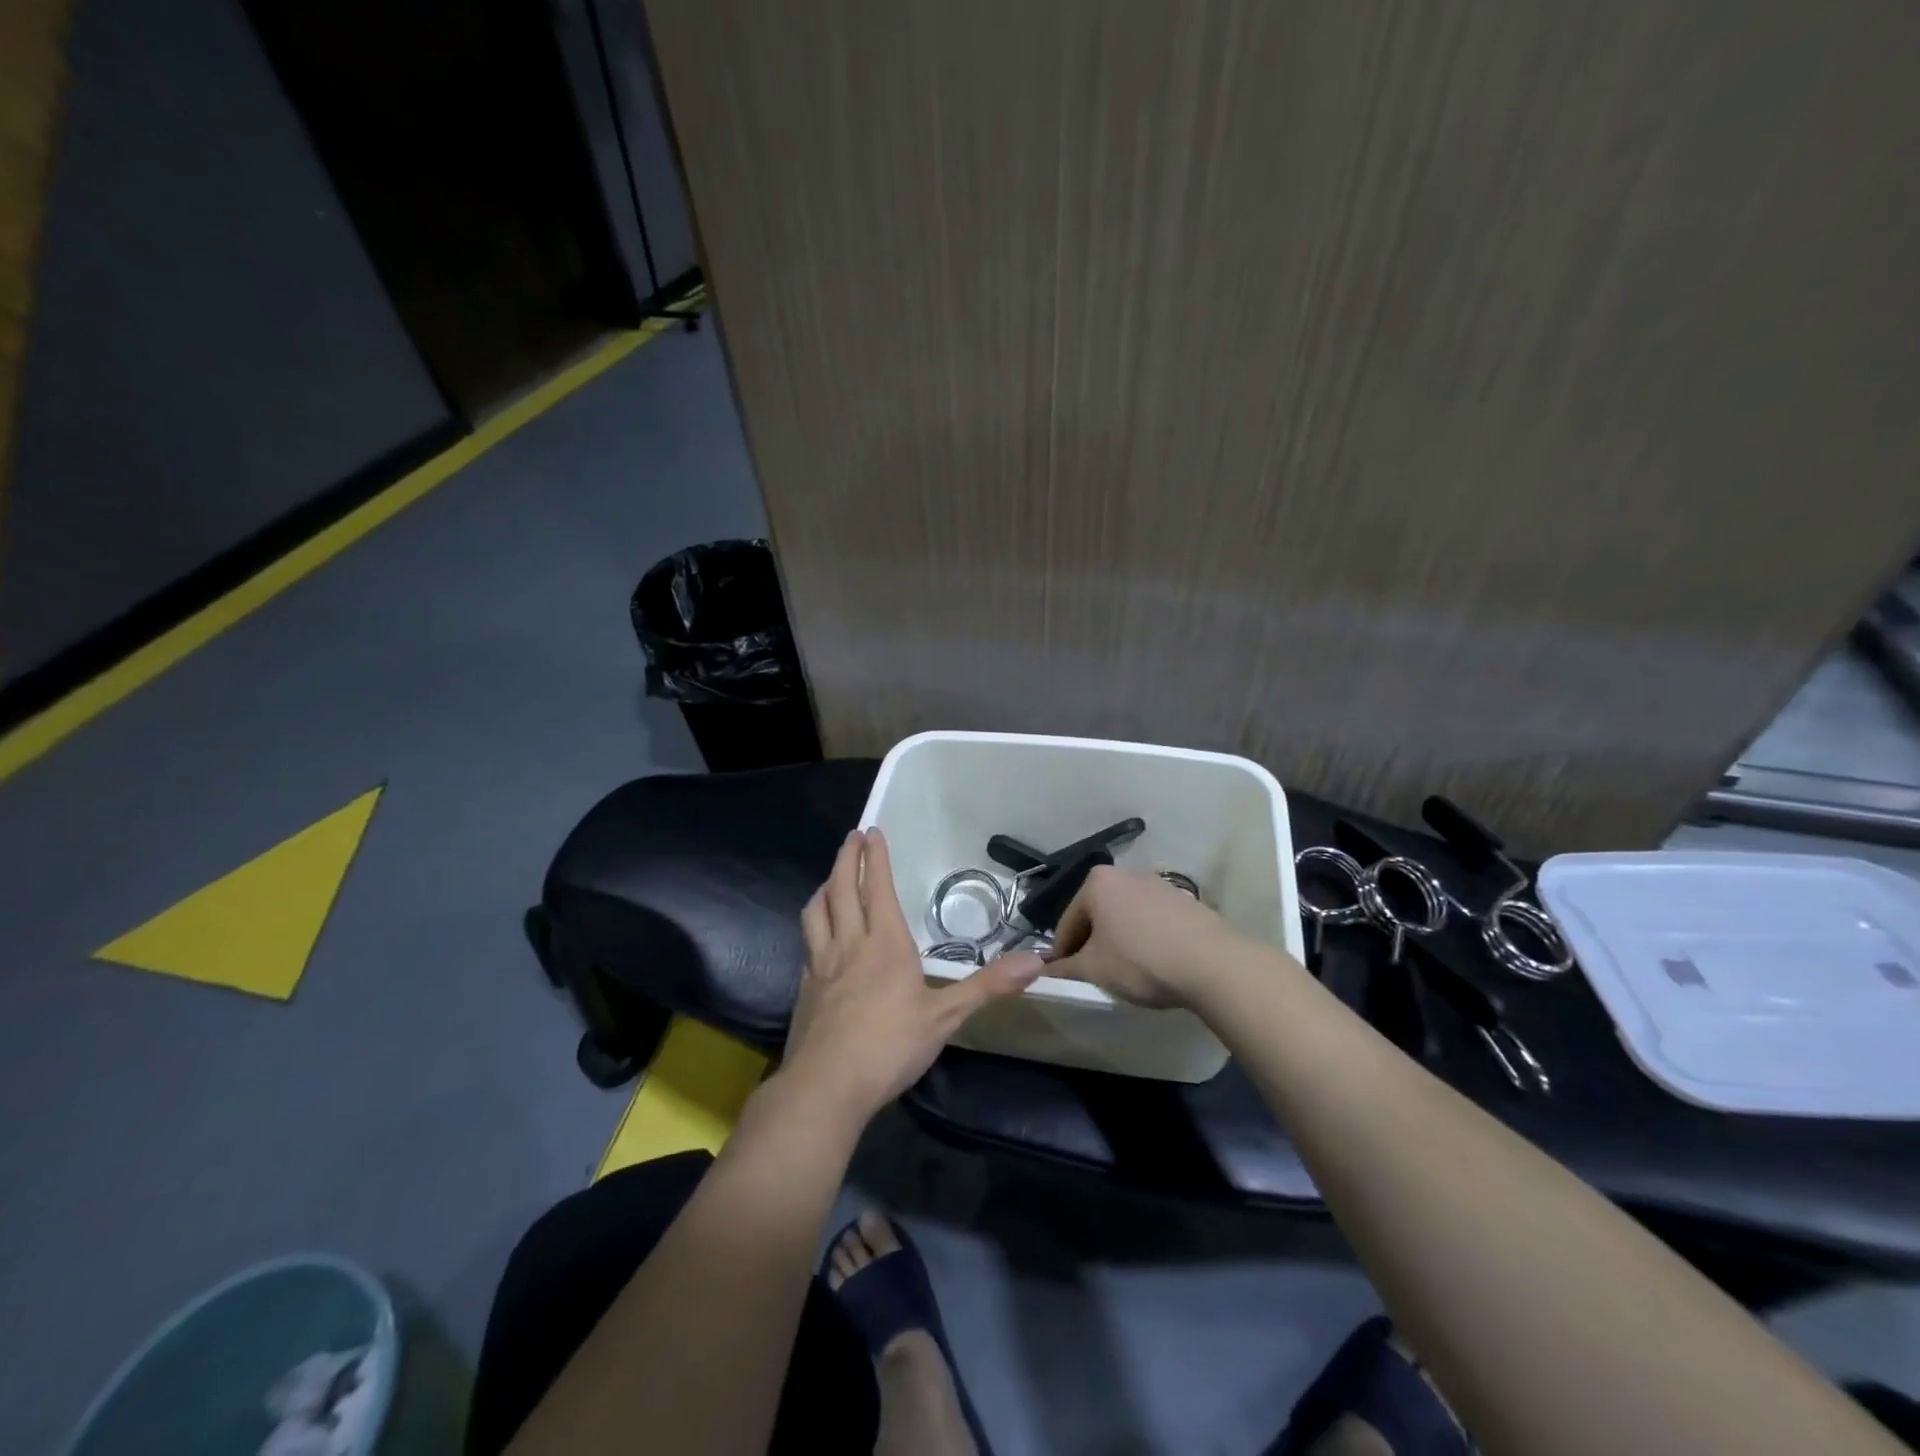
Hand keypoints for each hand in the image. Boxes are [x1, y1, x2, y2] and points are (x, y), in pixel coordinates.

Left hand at [780, 829, 1042, 1126]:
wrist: (825, 1087)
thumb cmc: (889, 1046)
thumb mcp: (946, 1017)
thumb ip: (989, 986)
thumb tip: (1037, 961)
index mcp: (885, 943)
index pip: (877, 887)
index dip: (874, 858)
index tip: (872, 831)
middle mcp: (849, 944)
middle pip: (841, 889)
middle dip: (847, 859)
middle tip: (852, 838)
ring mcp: (821, 965)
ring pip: (816, 912)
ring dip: (825, 887)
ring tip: (831, 879)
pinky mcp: (804, 988)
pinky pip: (808, 942)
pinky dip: (814, 925)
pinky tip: (819, 937)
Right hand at [1020, 864, 1241, 1009]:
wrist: (1212, 964)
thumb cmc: (1141, 961)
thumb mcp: (1094, 970)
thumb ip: (1063, 968)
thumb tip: (1042, 970)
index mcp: (1097, 882)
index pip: (1067, 921)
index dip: (1063, 953)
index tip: (1065, 977)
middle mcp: (1126, 873)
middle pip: (1097, 913)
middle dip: (1092, 942)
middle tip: (1095, 974)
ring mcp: (1159, 884)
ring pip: (1125, 915)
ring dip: (1119, 939)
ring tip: (1127, 971)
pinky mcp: (1185, 900)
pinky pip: (1152, 919)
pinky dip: (1146, 937)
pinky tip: (1155, 962)